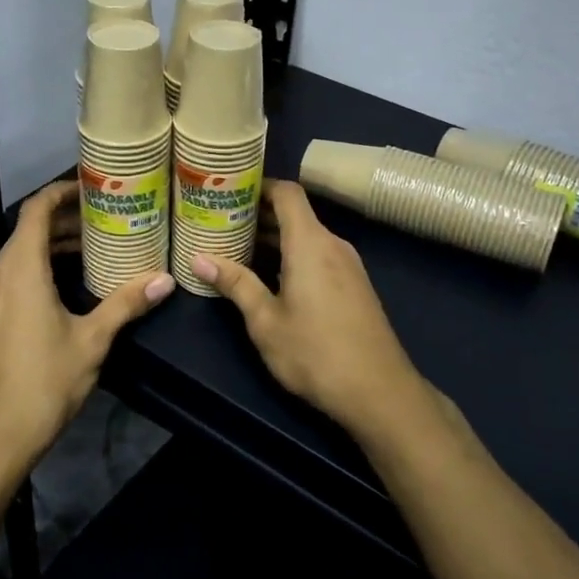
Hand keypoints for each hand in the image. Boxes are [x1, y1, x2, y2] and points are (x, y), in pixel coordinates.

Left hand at [0, 181, 173, 469]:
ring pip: (20, 255)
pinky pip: (13, 276)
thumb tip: (165, 279)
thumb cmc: (44, 381)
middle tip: (106, 219)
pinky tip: (69, 285)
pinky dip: (40, 268)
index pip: (36, 210)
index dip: (62, 192)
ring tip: (94, 248)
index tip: (93, 187)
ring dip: (53, 246)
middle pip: (28, 230)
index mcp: (20, 270)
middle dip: (65, 220)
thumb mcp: (93, 340)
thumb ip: (126, 304)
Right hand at [192, 181, 425, 441]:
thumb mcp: (266, 322)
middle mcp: (333, 245)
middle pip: (296, 214)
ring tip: (237, 249)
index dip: (259, 185)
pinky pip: (319, 256)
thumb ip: (236, 284)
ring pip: (307, 237)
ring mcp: (349, 265)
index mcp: (310, 243)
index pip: (288, 193)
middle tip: (221, 222)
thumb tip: (199, 259)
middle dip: (259, 215)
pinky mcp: (355, 286)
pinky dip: (293, 256)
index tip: (228, 191)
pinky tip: (270, 277)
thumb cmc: (315, 353)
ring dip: (274, 239)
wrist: (380, 392)